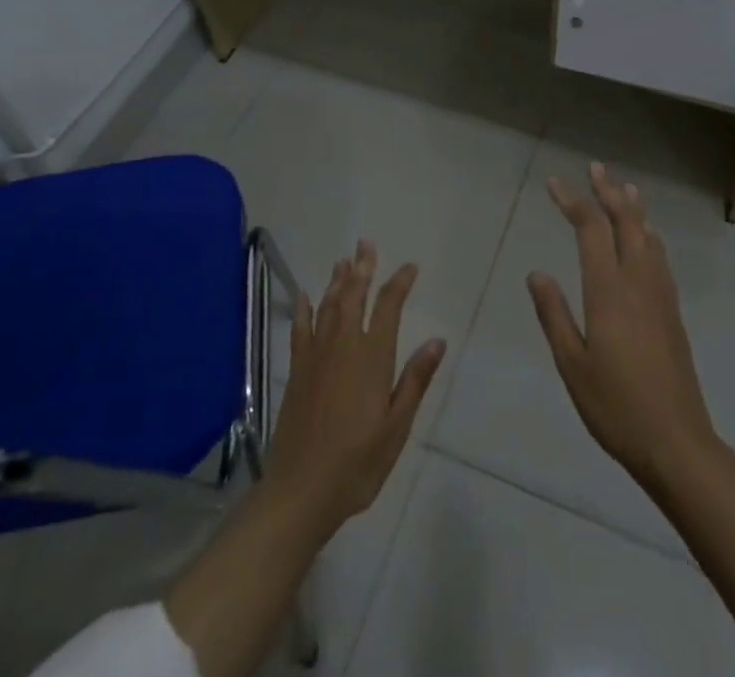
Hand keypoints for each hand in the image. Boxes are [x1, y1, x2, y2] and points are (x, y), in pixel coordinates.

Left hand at [266, 240, 444, 538]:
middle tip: (367, 243)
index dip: (399, 284)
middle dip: (363, 268)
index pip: (388, 308)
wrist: (301, 491)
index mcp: (372, 358)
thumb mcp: (396, 427)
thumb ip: (415, 380)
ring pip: (328, 306)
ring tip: (345, 259)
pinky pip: (301, 329)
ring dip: (338, 280)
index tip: (410, 267)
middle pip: (354, 296)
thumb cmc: (357, 463)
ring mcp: (316, 356)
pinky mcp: (297, 370)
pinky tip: (305, 295)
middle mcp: (343, 346)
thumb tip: (437, 339)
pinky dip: (304, 308)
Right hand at [527, 163, 718, 487]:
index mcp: (608, 291)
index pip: (590, 230)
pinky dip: (649, 234)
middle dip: (608, 191)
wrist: (677, 443)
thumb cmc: (616, 407)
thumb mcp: (572, 365)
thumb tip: (537, 272)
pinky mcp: (672, 312)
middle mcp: (637, 282)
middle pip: (626, 222)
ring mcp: (660, 296)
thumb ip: (554, 314)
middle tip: (595, 167)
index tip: (554, 183)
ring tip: (623, 187)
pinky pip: (660, 257)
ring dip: (633, 208)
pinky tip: (648, 238)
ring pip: (648, 236)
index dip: (572, 201)